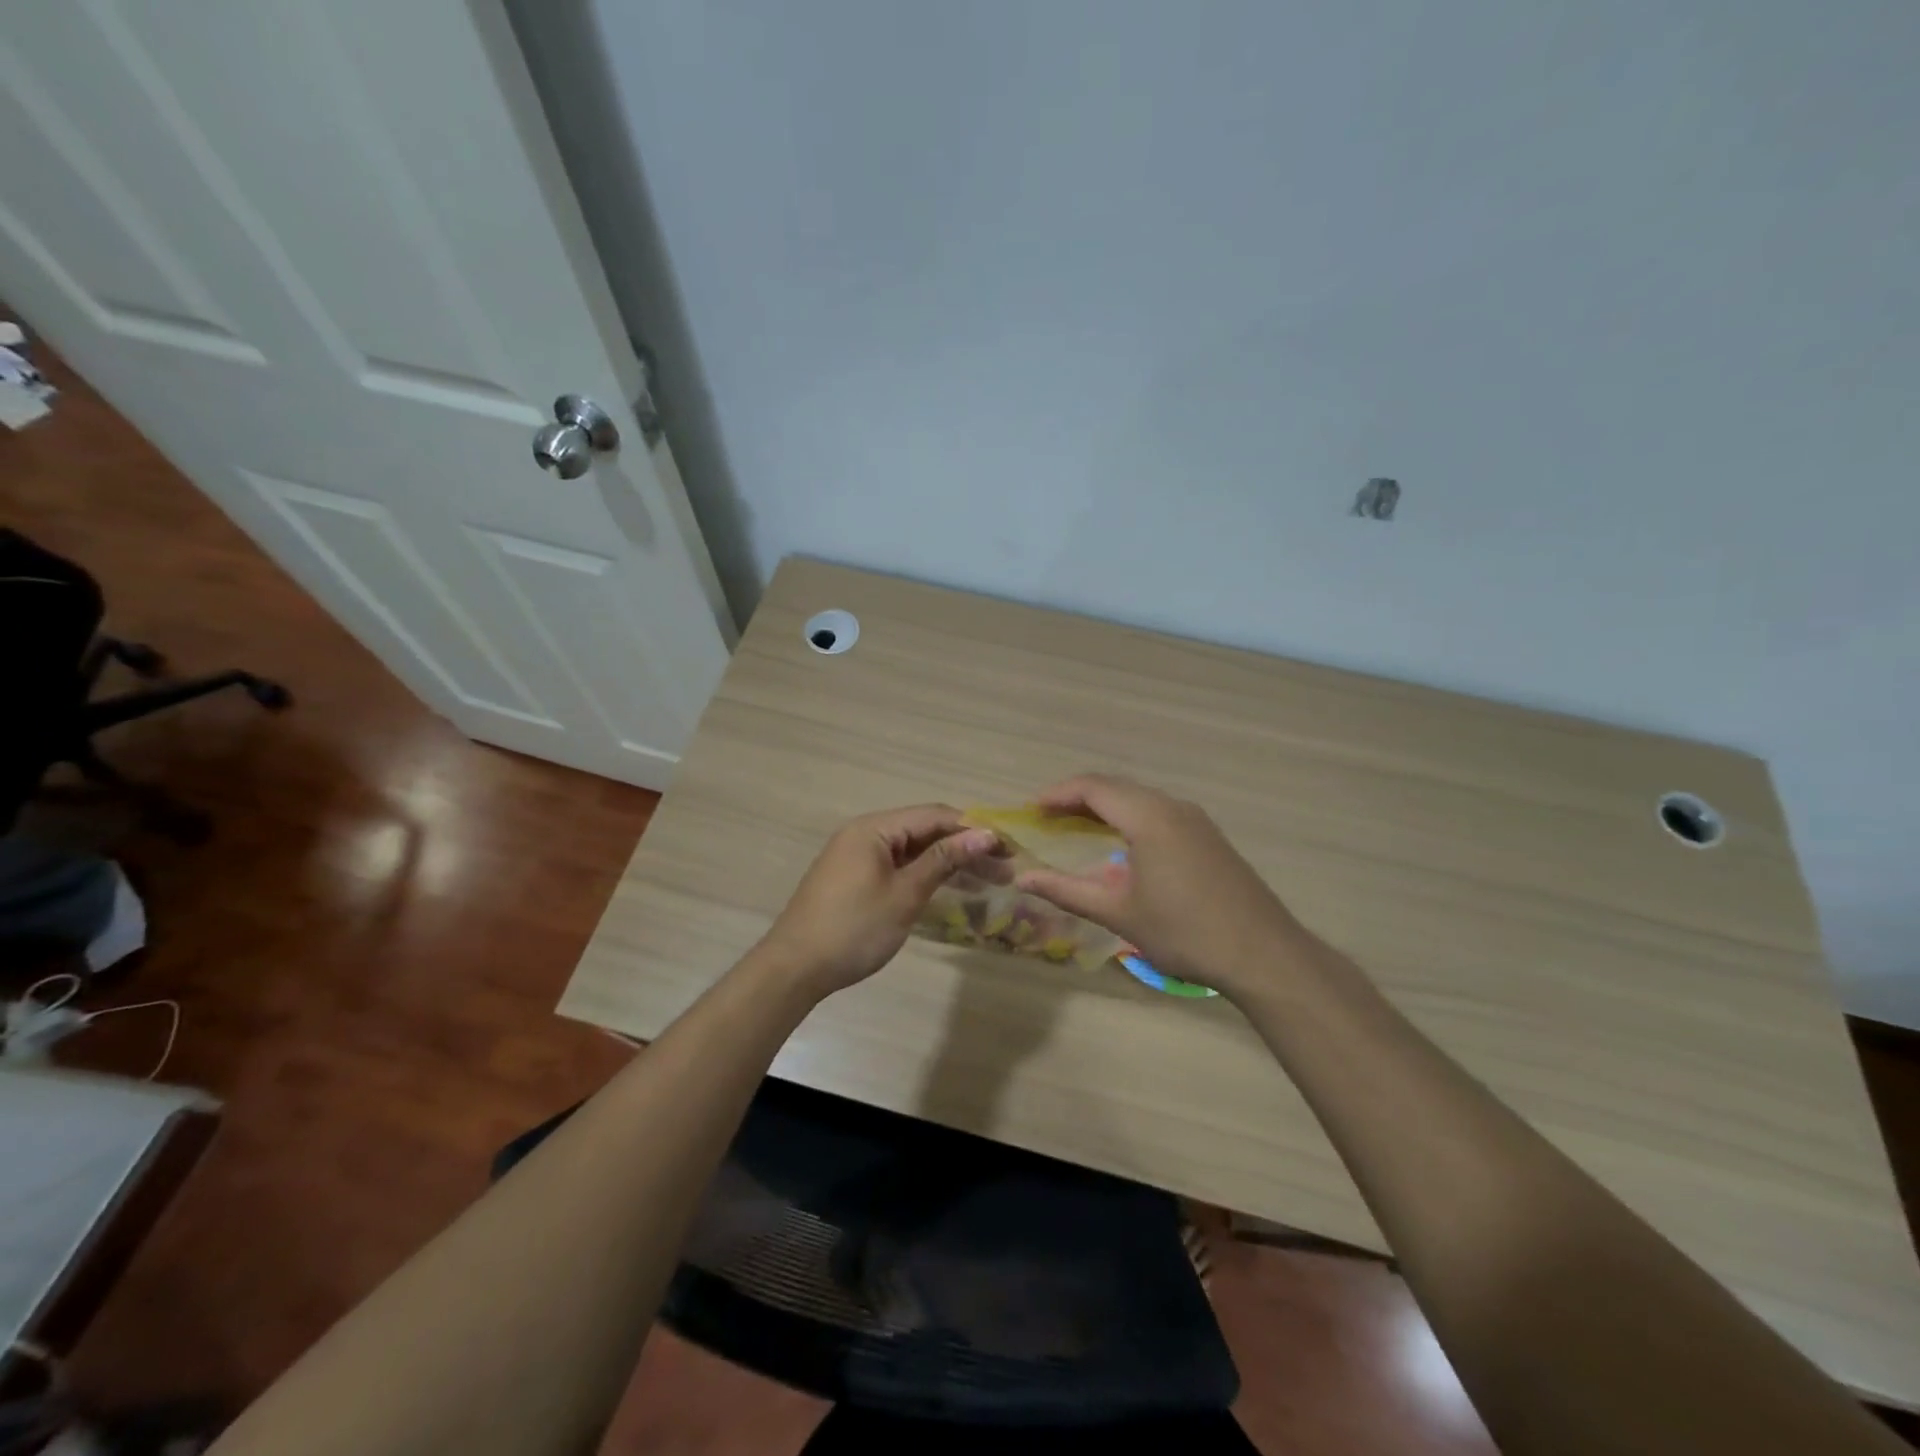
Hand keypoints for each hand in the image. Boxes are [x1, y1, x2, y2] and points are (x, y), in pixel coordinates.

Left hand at [756, 805, 999, 997]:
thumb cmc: (854, 928)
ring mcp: (858, 856)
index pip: (934, 815)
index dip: (973, 828)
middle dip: (965, 847)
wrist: (795, 969)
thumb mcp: (905, 894)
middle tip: (1005, 870)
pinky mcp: (855, 878)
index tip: (1008, 848)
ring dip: (949, 862)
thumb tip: (985, 834)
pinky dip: (926, 874)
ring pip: (913, 850)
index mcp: (874, 829)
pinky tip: (951, 888)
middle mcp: (865, 834)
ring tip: (989, 881)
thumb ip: (945, 860)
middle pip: (925, 830)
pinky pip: (899, 866)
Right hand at [1013, 774, 1306, 1000]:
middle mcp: (1172, 807)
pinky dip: (1129, 817)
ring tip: (1076, 827)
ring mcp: (1195, 820)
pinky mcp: (1208, 836)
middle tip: (1047, 818)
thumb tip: (1022, 877)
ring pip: (1139, 798)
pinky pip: (1158, 811)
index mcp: (1149, 817)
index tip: (1031, 810)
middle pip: (1116, 787)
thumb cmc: (1184, 932)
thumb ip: (1067, 890)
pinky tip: (1120, 843)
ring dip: (1105, 806)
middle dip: (1077, 798)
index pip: (1093, 788)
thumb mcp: (1118, 913)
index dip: (1058, 794)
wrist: (1263, 954)